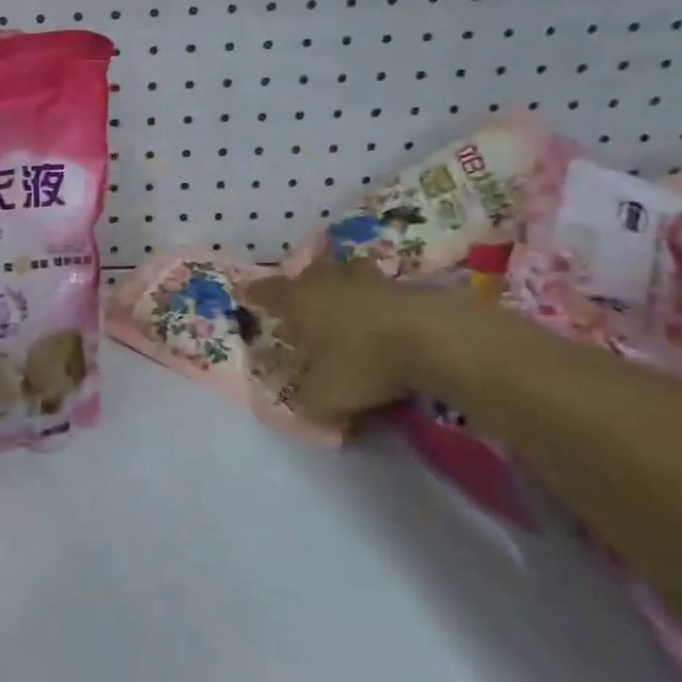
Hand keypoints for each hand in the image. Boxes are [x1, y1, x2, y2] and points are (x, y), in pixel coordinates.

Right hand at [242, 257, 427, 431]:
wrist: (436, 340)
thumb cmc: (363, 362)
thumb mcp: (324, 396)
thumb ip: (307, 403)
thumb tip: (305, 408)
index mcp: (299, 301)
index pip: (266, 292)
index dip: (254, 295)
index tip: (245, 294)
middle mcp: (329, 283)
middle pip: (309, 273)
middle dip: (302, 284)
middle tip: (300, 298)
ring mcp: (370, 281)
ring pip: (348, 274)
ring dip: (343, 285)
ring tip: (344, 302)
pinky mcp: (409, 288)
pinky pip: (383, 291)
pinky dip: (378, 302)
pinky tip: (383, 320)